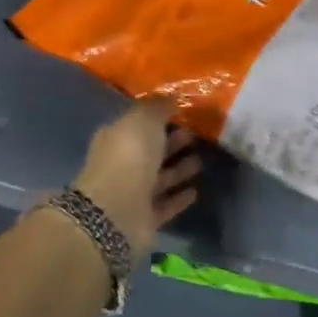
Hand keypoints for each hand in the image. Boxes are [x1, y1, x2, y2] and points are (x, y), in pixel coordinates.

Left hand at [70, 100, 201, 252]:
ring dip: (179, 170)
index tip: (183, 113)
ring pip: (160, 178)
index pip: (138, 124)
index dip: (159, 118)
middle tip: (196, 135)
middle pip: (151, 151)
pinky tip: (195, 191)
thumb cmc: (129, 157)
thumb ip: (158, 108)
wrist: (116, 211)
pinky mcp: (145, 218)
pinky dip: (179, 198)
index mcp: (116, 137)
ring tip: (201, 161)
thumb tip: (172, 98)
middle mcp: (122, 164)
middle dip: (172, 142)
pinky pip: (166, 204)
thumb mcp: (144, 120)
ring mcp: (133, 193)